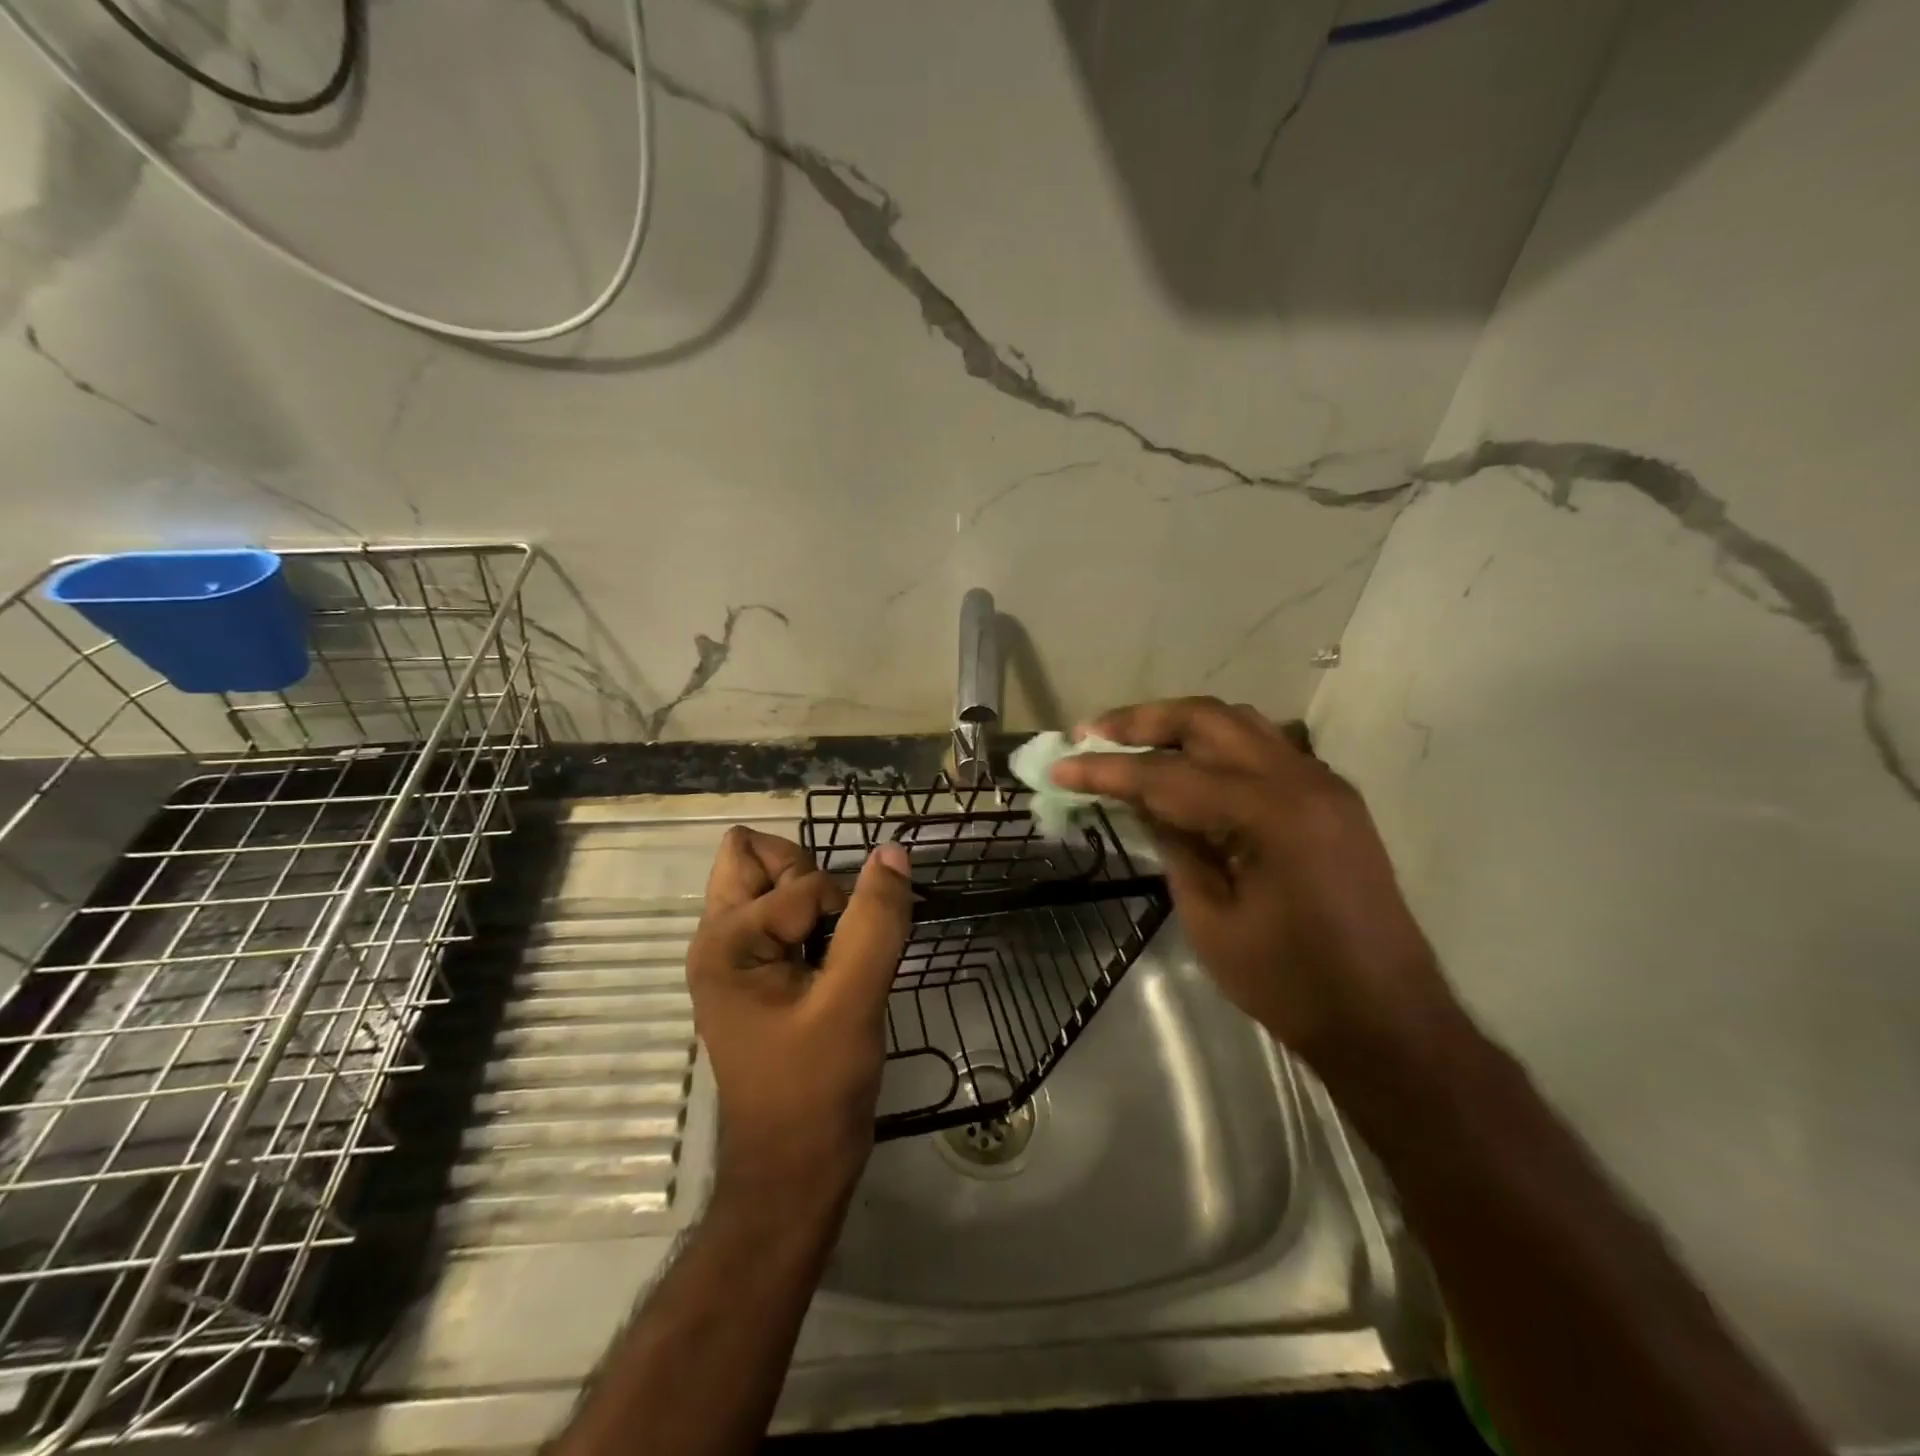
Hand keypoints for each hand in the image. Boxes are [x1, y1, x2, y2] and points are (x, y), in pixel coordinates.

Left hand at [686, 827, 913, 1208]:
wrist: (794, 1172)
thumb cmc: (815, 1089)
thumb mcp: (853, 1001)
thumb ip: (875, 921)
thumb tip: (892, 851)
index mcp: (725, 941)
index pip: (801, 881)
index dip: (840, 911)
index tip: (852, 964)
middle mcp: (718, 939)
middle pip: (757, 857)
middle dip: (809, 876)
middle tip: (836, 931)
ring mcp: (735, 957)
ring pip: (772, 884)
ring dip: (814, 899)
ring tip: (839, 950)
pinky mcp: (758, 975)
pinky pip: (783, 916)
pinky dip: (815, 922)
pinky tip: (837, 962)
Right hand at [1050, 697, 1457, 1069]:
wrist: (1386, 1021)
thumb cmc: (1290, 984)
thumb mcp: (1210, 919)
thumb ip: (1173, 844)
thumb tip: (1140, 799)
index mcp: (1271, 813)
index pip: (1169, 775)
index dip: (1108, 770)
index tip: (1060, 765)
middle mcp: (1301, 779)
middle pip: (1207, 720)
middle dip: (1142, 721)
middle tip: (1090, 733)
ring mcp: (1323, 783)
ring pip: (1238, 723)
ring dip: (1179, 725)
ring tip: (1130, 740)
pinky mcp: (1330, 798)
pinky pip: (1264, 748)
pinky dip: (1216, 745)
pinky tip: (1186, 766)